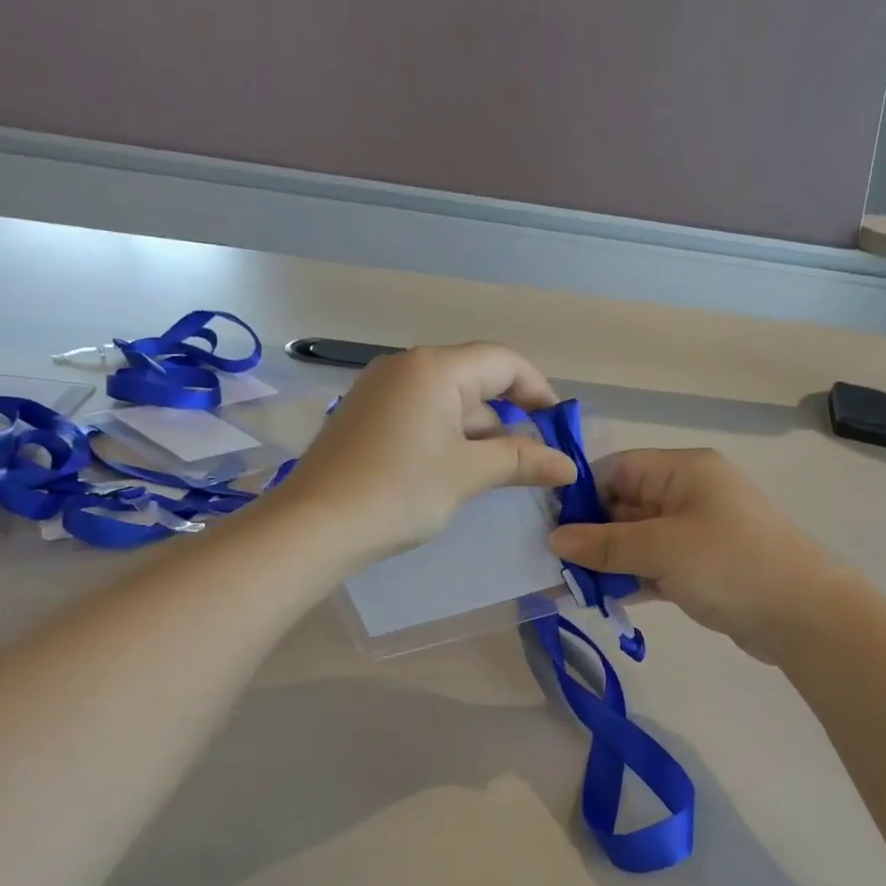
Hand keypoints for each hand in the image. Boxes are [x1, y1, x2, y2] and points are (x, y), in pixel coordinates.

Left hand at [274, 343, 576, 565]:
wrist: (316, 524)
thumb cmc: (399, 491)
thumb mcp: (467, 473)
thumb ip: (521, 461)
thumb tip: (568, 464)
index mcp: (434, 368)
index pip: (503, 362)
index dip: (539, 391)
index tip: (559, 429)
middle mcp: (405, 367)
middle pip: (475, 380)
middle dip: (509, 419)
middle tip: (531, 462)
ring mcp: (380, 391)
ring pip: (448, 402)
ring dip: (479, 434)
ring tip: (497, 475)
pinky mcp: (365, 417)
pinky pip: (421, 416)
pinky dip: (447, 438)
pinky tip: (454, 474)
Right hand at [548, 448, 841, 662]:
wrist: (803, 615)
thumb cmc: (729, 564)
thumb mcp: (660, 549)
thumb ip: (604, 544)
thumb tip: (554, 539)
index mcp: (682, 471)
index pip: (616, 469)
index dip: (580, 494)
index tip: (546, 526)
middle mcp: (687, 494)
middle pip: (622, 505)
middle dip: (587, 535)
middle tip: (549, 564)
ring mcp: (694, 532)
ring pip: (635, 540)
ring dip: (604, 562)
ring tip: (566, 586)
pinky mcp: (699, 567)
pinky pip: (652, 565)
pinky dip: (628, 579)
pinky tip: (599, 599)